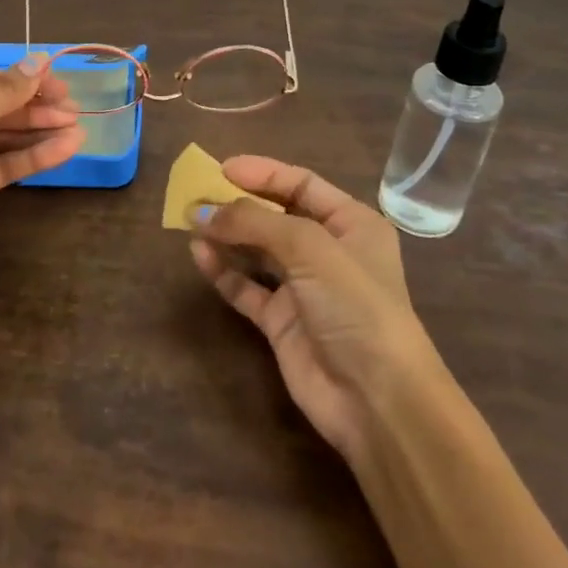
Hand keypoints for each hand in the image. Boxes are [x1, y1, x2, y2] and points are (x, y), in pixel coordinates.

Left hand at [0, 53, 84, 318]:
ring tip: (78, 129)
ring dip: (37, 132)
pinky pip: (2, 165)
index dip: (18, 79)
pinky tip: (65, 150)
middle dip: (32, 108)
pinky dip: (31, 157)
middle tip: (74, 109)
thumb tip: (38, 60)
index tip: (59, 82)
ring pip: (0, 137)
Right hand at [190, 155, 446, 466]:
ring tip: (190, 222)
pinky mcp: (282, 323)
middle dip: (237, 204)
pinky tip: (199, 255)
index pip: (301, 184)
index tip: (221, 168)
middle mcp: (327, 251)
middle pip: (275, 215)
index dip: (262, 173)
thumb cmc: (355, 305)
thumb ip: (255, 222)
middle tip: (197, 195)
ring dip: (227, 235)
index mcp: (351, 223)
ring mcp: (303, 288)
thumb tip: (203, 212)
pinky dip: (223, 271)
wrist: (376, 399)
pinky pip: (246, 287)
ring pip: (257, 250)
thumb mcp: (309, 248)